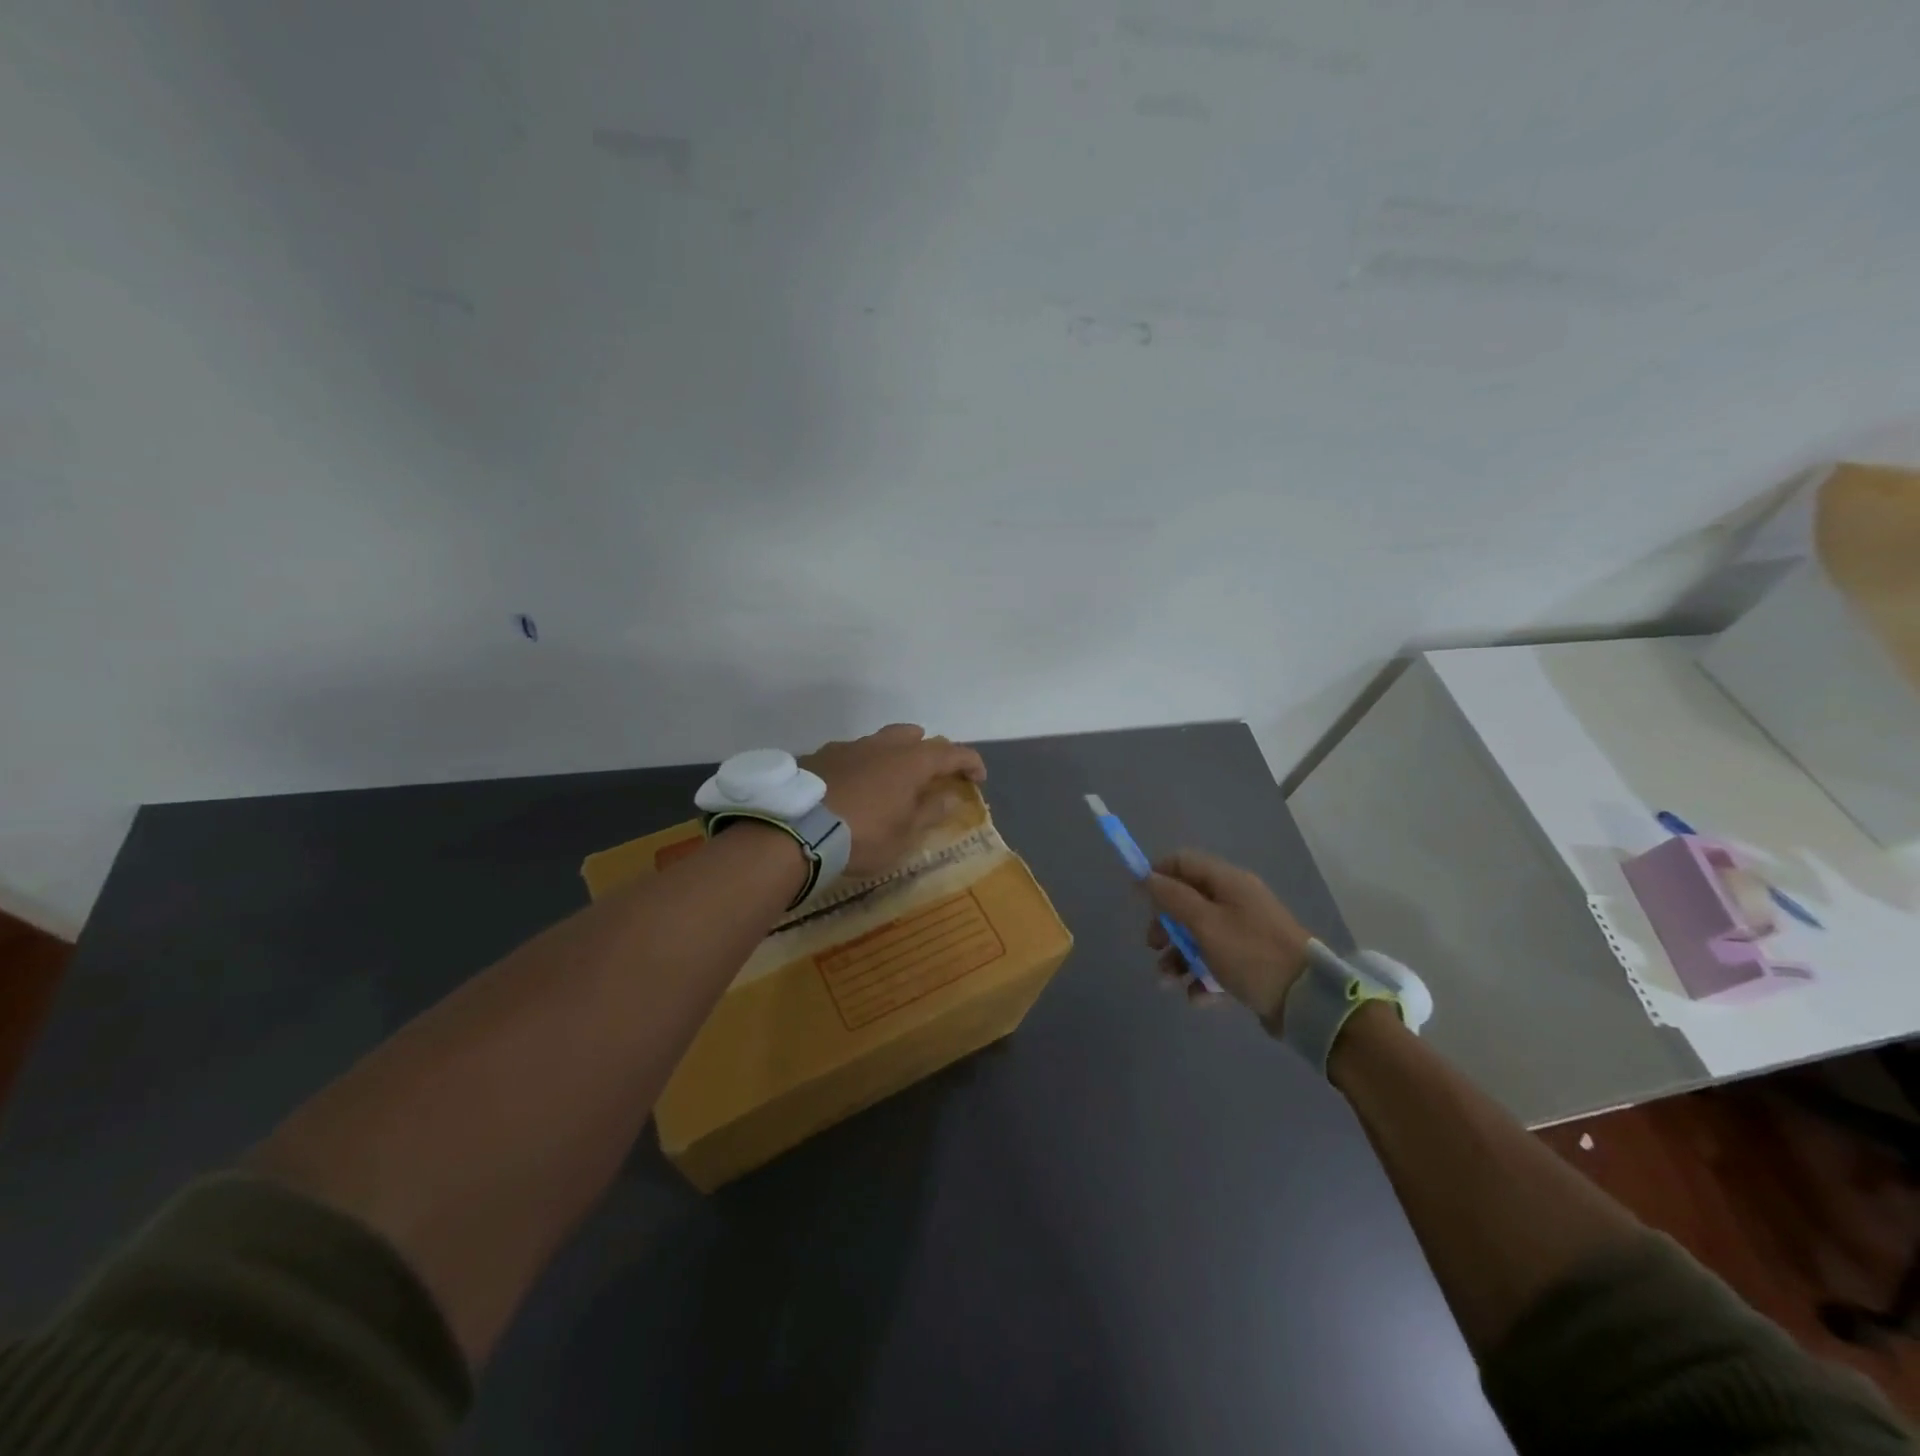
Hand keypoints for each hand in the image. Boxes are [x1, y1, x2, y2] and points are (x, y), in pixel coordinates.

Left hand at [802, 724, 986, 878]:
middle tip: (930, 776)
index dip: (970, 763)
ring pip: (879, 742)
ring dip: (892, 757)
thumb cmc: (863, 835)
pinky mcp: (820, 756)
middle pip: (914, 736)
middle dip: (928, 751)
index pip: (952, 753)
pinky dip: (861, 766)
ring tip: (889, 783)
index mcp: (911, 762)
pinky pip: (851, 754)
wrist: (796, 828)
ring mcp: (849, 747)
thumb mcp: (905, 835)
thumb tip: (951, 795)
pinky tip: (852, 787)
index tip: (978, 779)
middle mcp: (882, 745)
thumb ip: (930, 812)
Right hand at [1144, 850, 1312, 1024]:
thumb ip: (1172, 898)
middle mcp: (1237, 901)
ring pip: (1198, 936)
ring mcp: (1245, 932)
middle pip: (1187, 902)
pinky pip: (1216, 962)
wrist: (1307, 1001)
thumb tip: (1146, 877)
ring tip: (1168, 982)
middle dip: (1165, 925)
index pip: (1183, 862)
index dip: (1158, 876)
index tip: (1140, 901)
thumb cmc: (1250, 953)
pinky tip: (1198, 997)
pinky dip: (1202, 977)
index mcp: (1228, 882)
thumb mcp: (1204, 923)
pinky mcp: (1251, 962)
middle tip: (1153, 947)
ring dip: (1178, 957)